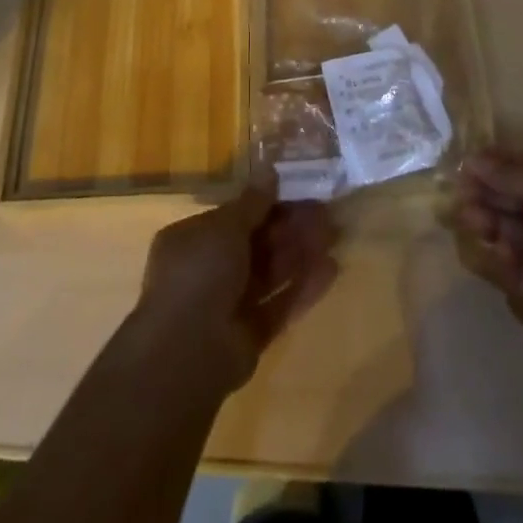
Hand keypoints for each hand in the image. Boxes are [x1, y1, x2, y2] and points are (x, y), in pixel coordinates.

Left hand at [130, 181, 338, 392]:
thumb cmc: (200, 272)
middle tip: (325, 212)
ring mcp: (229, 305)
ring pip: (271, 273)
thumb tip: (270, 170)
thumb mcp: (225, 226)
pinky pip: (279, 305)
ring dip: (301, 253)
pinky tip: (331, 269)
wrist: (188, 352)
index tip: (298, 191)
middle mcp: (208, 271)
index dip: (267, 204)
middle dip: (290, 228)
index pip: (234, 217)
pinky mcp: (250, 335)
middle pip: (256, 244)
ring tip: (334, 233)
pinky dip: (303, 287)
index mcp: (192, 240)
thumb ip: (252, 202)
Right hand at [456, 147, 522, 394]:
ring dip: (492, 224)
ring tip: (474, 224)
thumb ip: (516, 176)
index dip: (500, 165)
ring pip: (514, 231)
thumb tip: (471, 162)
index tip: (466, 167)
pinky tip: (498, 256)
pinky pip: (517, 268)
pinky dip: (503, 261)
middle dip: (491, 195)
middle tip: (461, 198)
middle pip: (519, 197)